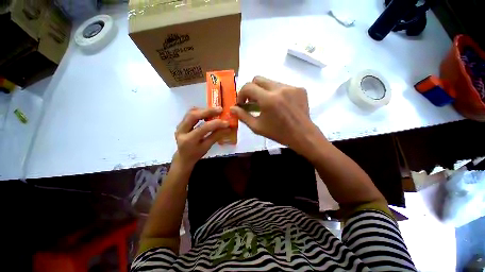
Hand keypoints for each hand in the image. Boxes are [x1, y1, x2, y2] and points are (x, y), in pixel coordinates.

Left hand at [174, 107, 230, 168]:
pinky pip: (190, 113)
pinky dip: (200, 111)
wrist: (183, 157)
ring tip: (215, 111)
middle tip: (220, 109)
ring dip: (204, 110)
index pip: (203, 128)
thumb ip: (217, 136)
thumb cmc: (196, 154)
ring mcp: (179, 126)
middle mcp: (181, 131)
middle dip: (208, 111)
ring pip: (191, 112)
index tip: (226, 122)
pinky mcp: (180, 123)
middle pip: (193, 116)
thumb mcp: (207, 147)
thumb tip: (228, 128)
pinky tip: (207, 113)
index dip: (216, 124)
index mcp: (189, 140)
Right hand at [231, 76, 324, 154]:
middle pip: (258, 79)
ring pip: (270, 82)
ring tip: (266, 104)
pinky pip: (282, 86)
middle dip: (251, 89)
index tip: (242, 103)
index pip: (248, 87)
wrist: (302, 135)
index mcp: (268, 99)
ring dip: (264, 91)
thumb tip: (232, 108)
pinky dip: (276, 93)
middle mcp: (280, 89)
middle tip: (252, 101)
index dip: (241, 94)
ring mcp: (291, 87)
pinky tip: (279, 104)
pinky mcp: (299, 89)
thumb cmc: (278, 133)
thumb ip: (243, 116)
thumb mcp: (257, 127)